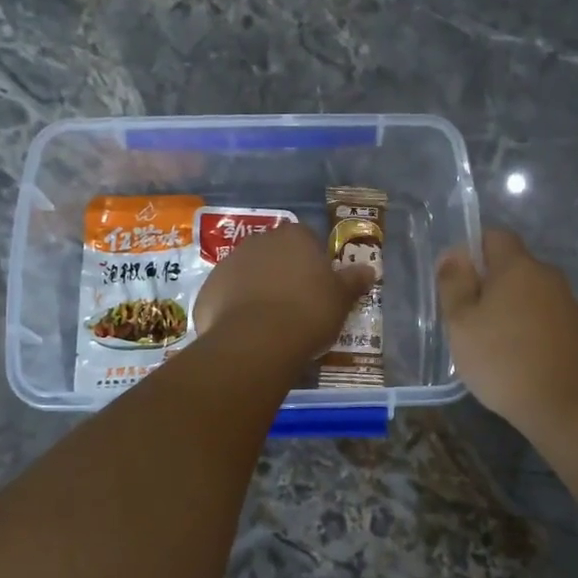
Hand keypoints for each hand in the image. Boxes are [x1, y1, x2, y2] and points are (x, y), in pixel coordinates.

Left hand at [196, 222, 372, 356]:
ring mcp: (228, 264)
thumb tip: (369, 269)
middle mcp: (258, 241)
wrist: (256, 341)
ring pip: (248, 274)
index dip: (314, 262)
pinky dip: (235, 309)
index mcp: (293, 237)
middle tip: (296, 304)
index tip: (319, 287)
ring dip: (257, 289)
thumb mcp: (341, 299)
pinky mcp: (208, 290)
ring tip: (270, 322)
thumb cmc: (307, 313)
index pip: (307, 240)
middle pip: (275, 254)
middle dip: (283, 273)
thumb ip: (353, 281)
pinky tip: (247, 332)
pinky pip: (227, 296)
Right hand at [437, 230, 577, 432]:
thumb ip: (454, 284)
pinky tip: (517, 359)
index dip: (471, 250)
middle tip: (466, 320)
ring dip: (509, 309)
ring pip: (529, 294)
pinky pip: (545, 317)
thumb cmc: (503, 360)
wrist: (568, 406)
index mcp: (518, 266)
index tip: (455, 281)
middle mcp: (548, 276)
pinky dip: (528, 329)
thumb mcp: (461, 324)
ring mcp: (568, 303)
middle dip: (488, 284)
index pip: (494, 236)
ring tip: (491, 344)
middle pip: (512, 266)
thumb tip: (453, 254)